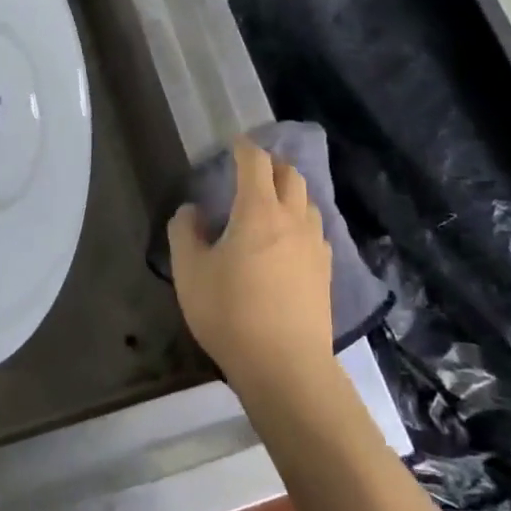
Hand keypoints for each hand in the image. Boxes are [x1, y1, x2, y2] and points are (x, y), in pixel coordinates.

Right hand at [168, 137, 333, 398]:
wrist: (286, 366)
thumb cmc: (231, 313)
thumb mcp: (190, 272)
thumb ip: (185, 233)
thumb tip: (191, 211)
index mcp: (259, 211)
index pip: (255, 163)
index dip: (244, 148)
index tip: (234, 143)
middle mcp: (292, 219)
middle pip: (290, 175)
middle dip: (271, 164)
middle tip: (252, 169)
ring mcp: (315, 245)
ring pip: (308, 202)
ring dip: (290, 192)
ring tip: (271, 203)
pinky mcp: (326, 271)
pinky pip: (316, 230)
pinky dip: (301, 221)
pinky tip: (289, 241)